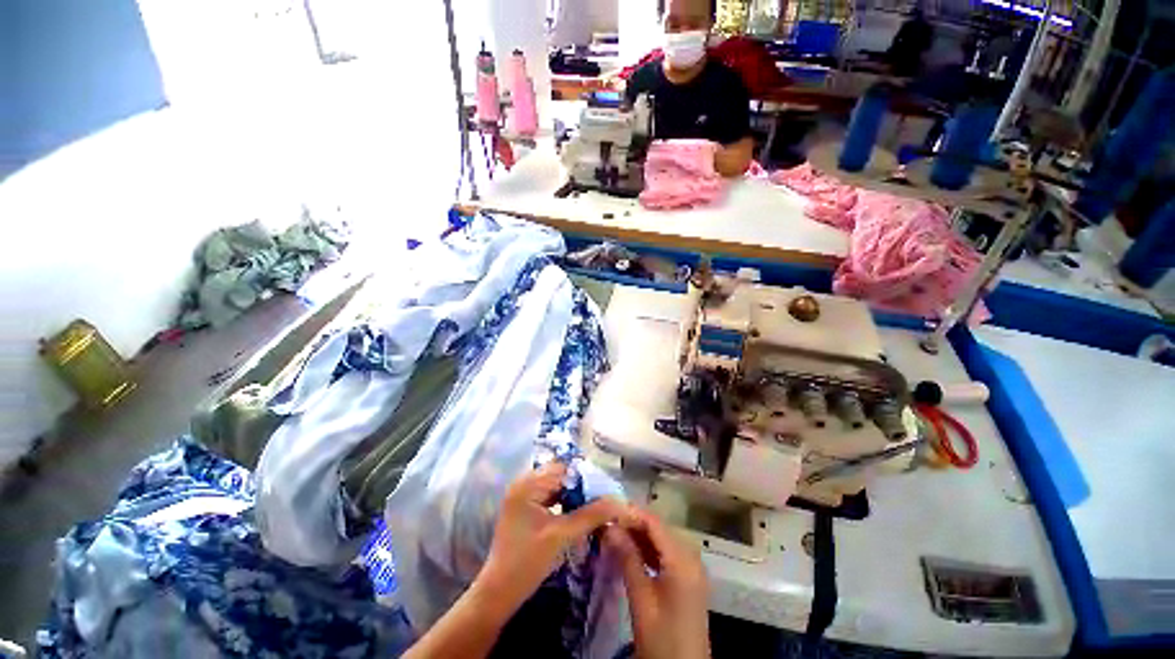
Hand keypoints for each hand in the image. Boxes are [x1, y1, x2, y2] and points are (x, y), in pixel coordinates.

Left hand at [478, 463, 634, 614]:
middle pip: (560, 477)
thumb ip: (591, 515)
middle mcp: (524, 484)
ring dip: (575, 497)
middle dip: (582, 488)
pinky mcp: (526, 509)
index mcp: (527, 484)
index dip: (585, 477)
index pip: (563, 469)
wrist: (499, 593)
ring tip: (596, 507)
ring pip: (558, 488)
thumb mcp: (562, 536)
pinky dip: (566, 504)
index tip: (606, 489)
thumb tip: (619, 502)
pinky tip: (579, 515)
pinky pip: (551, 498)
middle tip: (604, 499)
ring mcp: (524, 496)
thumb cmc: (527, 562)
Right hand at [603, 508, 710, 658]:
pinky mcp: (688, 577)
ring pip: (662, 539)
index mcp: (683, 560)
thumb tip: (609, 526)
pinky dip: (648, 549)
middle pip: (659, 528)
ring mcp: (692, 567)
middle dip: (633, 523)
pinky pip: (666, 553)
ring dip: (639, 535)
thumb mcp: (642, 599)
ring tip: (613, 533)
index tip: (607, 509)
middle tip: (607, 522)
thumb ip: (627, 558)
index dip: (631, 513)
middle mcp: (691, 556)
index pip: (654, 523)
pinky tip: (630, 551)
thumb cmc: (662, 639)